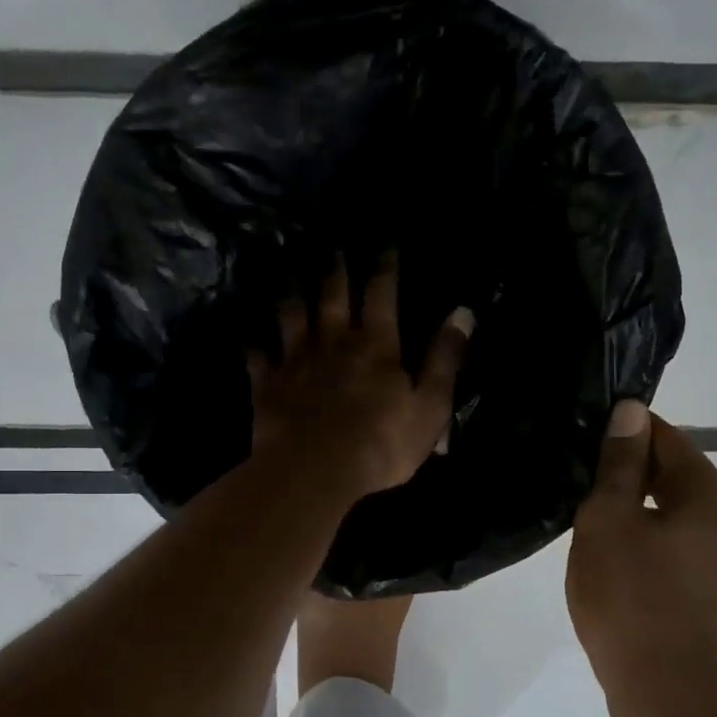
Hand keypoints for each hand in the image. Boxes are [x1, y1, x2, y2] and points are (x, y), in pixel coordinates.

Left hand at [249, 254, 473, 499]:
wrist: (315, 472)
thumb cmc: (381, 443)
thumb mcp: (430, 405)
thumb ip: (445, 359)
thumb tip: (463, 313)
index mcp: (376, 345)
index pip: (381, 294)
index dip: (385, 267)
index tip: (385, 244)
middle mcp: (333, 342)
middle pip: (332, 297)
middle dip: (336, 270)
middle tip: (333, 248)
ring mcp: (296, 362)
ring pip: (291, 318)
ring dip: (292, 296)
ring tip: (290, 277)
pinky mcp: (268, 387)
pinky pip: (258, 358)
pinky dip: (256, 347)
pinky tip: (252, 339)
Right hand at [566, 400, 716, 716]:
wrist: (664, 692)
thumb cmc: (630, 598)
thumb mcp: (608, 521)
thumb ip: (618, 464)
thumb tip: (630, 410)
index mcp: (711, 495)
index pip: (666, 438)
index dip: (623, 432)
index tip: (583, 437)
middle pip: (674, 475)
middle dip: (627, 472)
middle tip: (578, 479)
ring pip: (674, 513)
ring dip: (636, 509)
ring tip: (589, 517)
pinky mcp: (716, 591)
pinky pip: (678, 547)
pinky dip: (649, 540)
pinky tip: (615, 556)